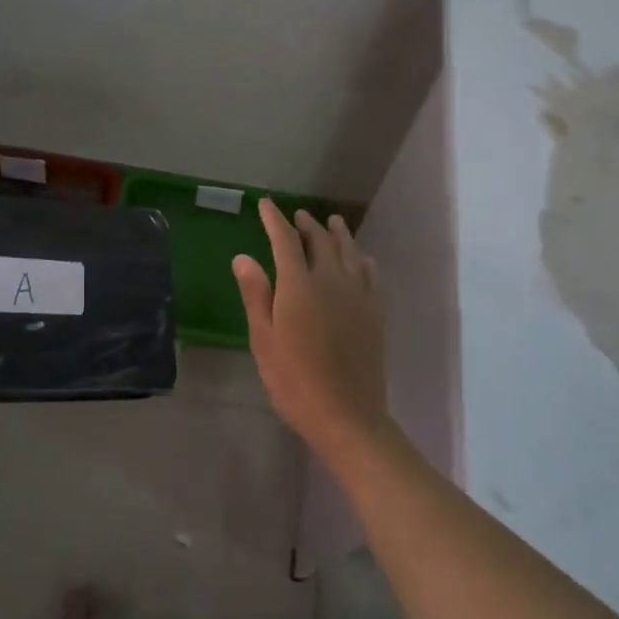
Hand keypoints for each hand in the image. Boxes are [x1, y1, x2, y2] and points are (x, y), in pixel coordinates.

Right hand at [233, 198, 388, 459]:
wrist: (346, 414)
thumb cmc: (294, 380)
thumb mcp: (264, 340)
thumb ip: (256, 295)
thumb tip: (243, 257)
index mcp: (299, 285)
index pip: (285, 241)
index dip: (274, 220)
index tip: (265, 204)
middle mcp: (332, 280)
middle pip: (320, 241)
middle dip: (307, 225)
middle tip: (298, 216)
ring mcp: (358, 294)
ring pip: (350, 252)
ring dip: (338, 234)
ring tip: (332, 222)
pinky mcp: (375, 311)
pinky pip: (371, 273)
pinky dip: (363, 258)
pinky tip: (361, 258)